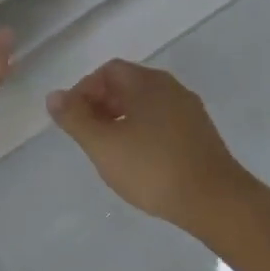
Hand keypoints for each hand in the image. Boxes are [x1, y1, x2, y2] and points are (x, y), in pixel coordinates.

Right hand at [47, 60, 252, 224]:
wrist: (215, 199)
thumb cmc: (152, 168)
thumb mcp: (103, 145)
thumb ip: (75, 118)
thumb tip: (54, 95)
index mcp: (147, 82)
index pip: (108, 71)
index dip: (84, 90)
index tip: (73, 119)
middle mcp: (171, 88)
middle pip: (128, 84)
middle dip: (101, 104)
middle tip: (87, 135)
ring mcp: (189, 110)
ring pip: (146, 104)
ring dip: (122, 119)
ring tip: (109, 150)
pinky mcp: (200, 133)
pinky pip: (163, 121)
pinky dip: (143, 131)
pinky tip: (139, 160)